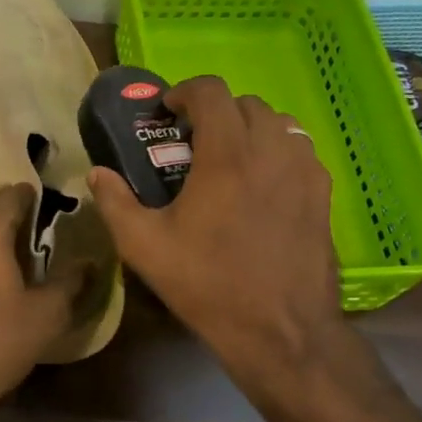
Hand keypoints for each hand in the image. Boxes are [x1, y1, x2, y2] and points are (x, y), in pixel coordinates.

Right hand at [89, 75, 344, 409]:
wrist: (281, 330)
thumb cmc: (208, 284)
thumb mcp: (144, 247)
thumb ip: (115, 202)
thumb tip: (97, 173)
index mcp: (226, 155)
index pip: (210, 91)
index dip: (184, 92)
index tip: (168, 113)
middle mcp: (271, 150)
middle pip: (245, 103)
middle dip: (215, 111)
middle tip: (193, 142)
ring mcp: (304, 170)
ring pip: (279, 123)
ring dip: (250, 128)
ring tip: (230, 159)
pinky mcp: (324, 193)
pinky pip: (300, 150)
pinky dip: (277, 150)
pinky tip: (262, 184)